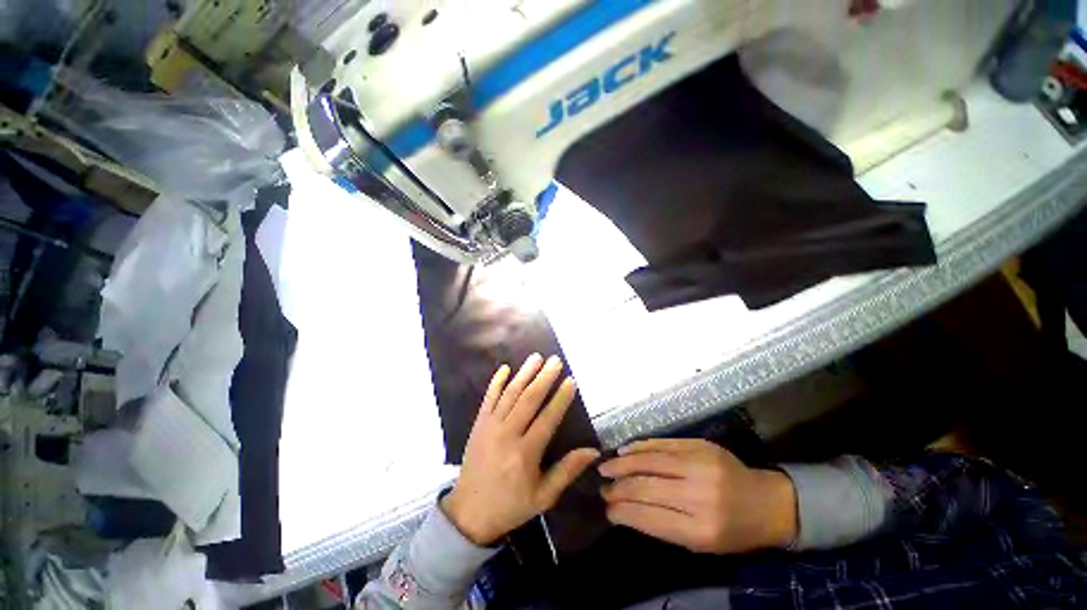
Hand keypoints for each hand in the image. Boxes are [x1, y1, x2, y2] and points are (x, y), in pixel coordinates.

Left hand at [442, 354, 599, 545]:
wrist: (468, 513)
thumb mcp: (544, 497)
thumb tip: (593, 451)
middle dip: (544, 377)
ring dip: (524, 374)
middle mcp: (507, 435)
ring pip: (510, 394)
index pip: (547, 418)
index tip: (571, 381)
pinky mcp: (478, 424)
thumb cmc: (511, 505)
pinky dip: (496, 382)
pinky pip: (488, 398)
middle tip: (556, 360)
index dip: (560, 398)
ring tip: (536, 357)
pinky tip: (505, 368)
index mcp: (525, 454)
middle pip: (529, 399)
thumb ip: (567, 471)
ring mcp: (490, 427)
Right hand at [600, 438, 796, 553]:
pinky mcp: (701, 445)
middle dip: (619, 488)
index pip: (649, 517)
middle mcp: (699, 495)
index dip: (623, 512)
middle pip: (646, 487)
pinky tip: (625, 450)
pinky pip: (662, 444)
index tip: (607, 509)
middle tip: (602, 487)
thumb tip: (626, 510)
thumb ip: (664, 525)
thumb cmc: (735, 531)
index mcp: (701, 529)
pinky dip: (640, 447)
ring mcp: (700, 465)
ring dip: (623, 464)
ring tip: (605, 467)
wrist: (768, 502)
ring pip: (650, 461)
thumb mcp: (702, 542)